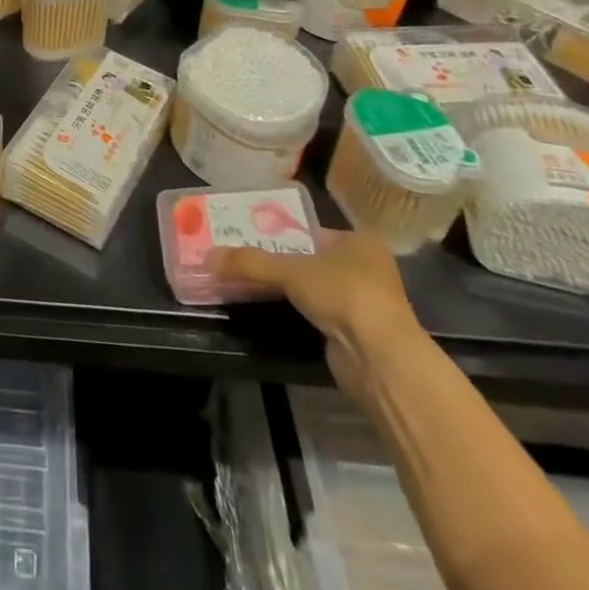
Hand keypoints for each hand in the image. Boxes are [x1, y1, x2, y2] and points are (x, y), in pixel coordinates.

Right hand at [210, 230, 423, 400]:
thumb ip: (249, 262)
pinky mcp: (358, 334)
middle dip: (282, 262)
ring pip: (315, 289)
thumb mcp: (289, 270)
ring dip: (289, 290)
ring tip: (249, 282)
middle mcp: (368, 268)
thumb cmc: (343, 294)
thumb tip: (208, 258)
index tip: (253, 236)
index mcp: (361, 241)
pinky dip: (297, 313)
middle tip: (245, 258)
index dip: (284, 232)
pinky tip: (270, 310)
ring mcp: (365, 303)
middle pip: (312, 259)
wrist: (380, 359)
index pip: (314, 230)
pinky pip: (318, 314)